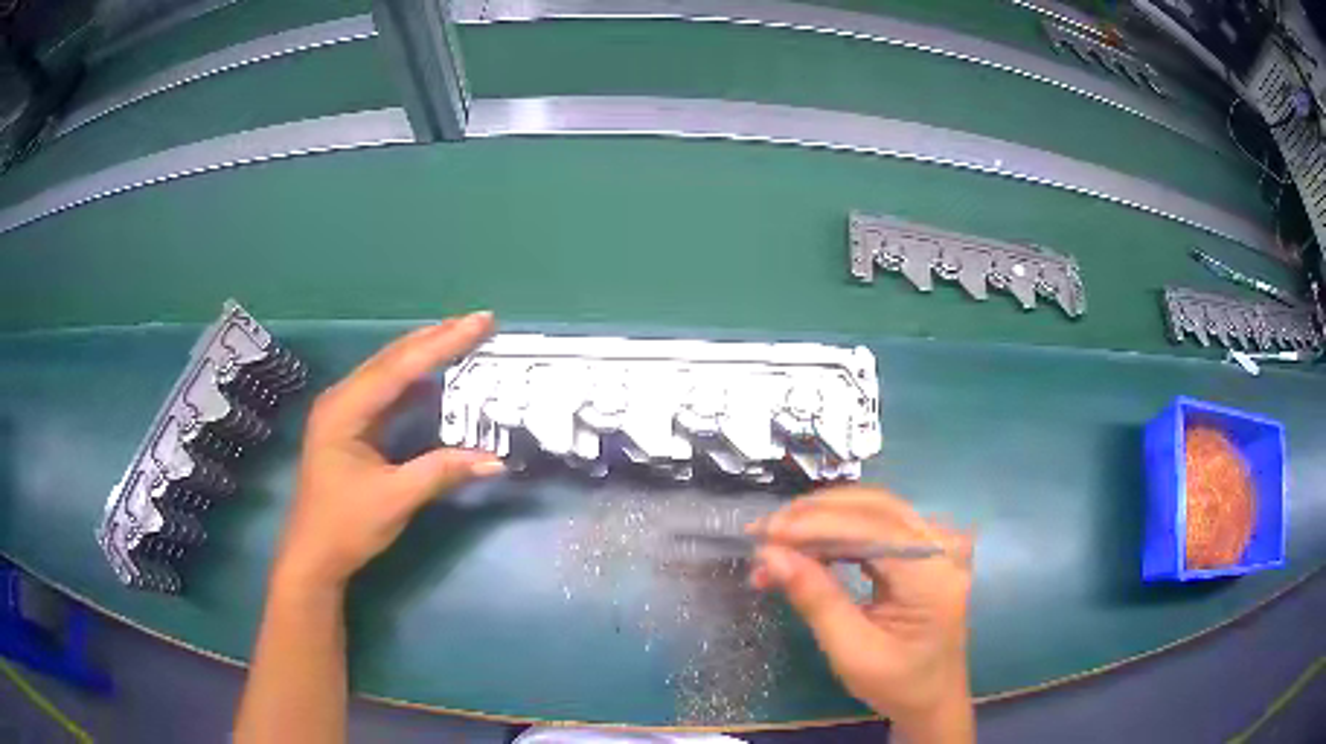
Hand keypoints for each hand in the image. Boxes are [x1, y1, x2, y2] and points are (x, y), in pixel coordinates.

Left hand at [272, 312, 504, 592]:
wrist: (314, 555)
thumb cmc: (346, 526)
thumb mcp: (395, 499)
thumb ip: (442, 472)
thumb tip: (495, 460)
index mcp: (345, 410)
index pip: (400, 367)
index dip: (442, 344)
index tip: (479, 322)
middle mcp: (342, 399)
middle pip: (393, 359)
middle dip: (436, 338)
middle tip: (478, 321)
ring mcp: (344, 411)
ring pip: (389, 371)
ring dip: (425, 354)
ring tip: (463, 337)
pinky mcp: (352, 426)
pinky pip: (387, 392)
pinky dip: (415, 380)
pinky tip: (435, 377)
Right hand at [749, 487, 973, 742]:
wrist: (933, 697)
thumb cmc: (896, 684)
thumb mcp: (851, 652)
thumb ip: (816, 599)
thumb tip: (770, 555)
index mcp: (933, 576)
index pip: (873, 529)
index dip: (816, 524)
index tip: (765, 534)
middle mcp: (942, 547)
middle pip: (874, 508)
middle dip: (814, 515)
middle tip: (763, 533)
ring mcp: (937, 544)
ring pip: (873, 509)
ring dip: (821, 521)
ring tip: (776, 543)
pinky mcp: (924, 548)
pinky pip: (877, 524)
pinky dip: (837, 532)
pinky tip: (805, 547)